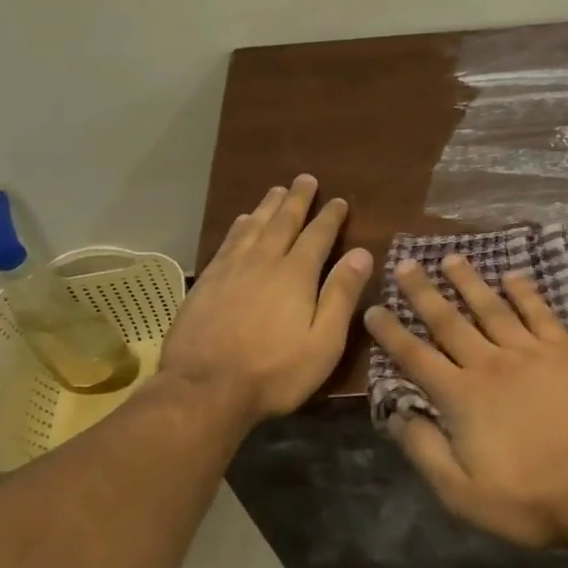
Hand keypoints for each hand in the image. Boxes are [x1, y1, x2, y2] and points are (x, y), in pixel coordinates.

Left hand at [162, 175, 372, 422]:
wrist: (205, 388)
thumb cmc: (274, 372)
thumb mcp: (323, 342)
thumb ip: (341, 295)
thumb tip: (362, 253)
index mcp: (295, 274)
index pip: (317, 236)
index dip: (330, 217)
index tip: (339, 201)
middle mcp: (263, 261)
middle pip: (283, 222)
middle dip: (297, 199)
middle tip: (305, 179)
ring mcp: (231, 269)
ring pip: (253, 226)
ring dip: (267, 206)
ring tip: (277, 190)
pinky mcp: (207, 281)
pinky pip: (227, 241)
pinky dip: (239, 226)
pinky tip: (241, 221)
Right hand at [364, 255, 567, 547]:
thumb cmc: (529, 497)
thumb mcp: (461, 493)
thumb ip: (424, 449)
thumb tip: (396, 414)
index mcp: (461, 396)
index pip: (416, 357)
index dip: (392, 333)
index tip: (373, 309)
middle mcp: (490, 364)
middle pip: (449, 321)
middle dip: (424, 292)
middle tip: (406, 263)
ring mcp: (530, 353)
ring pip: (492, 308)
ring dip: (469, 282)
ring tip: (452, 258)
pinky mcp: (566, 352)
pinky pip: (540, 313)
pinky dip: (525, 292)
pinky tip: (513, 276)